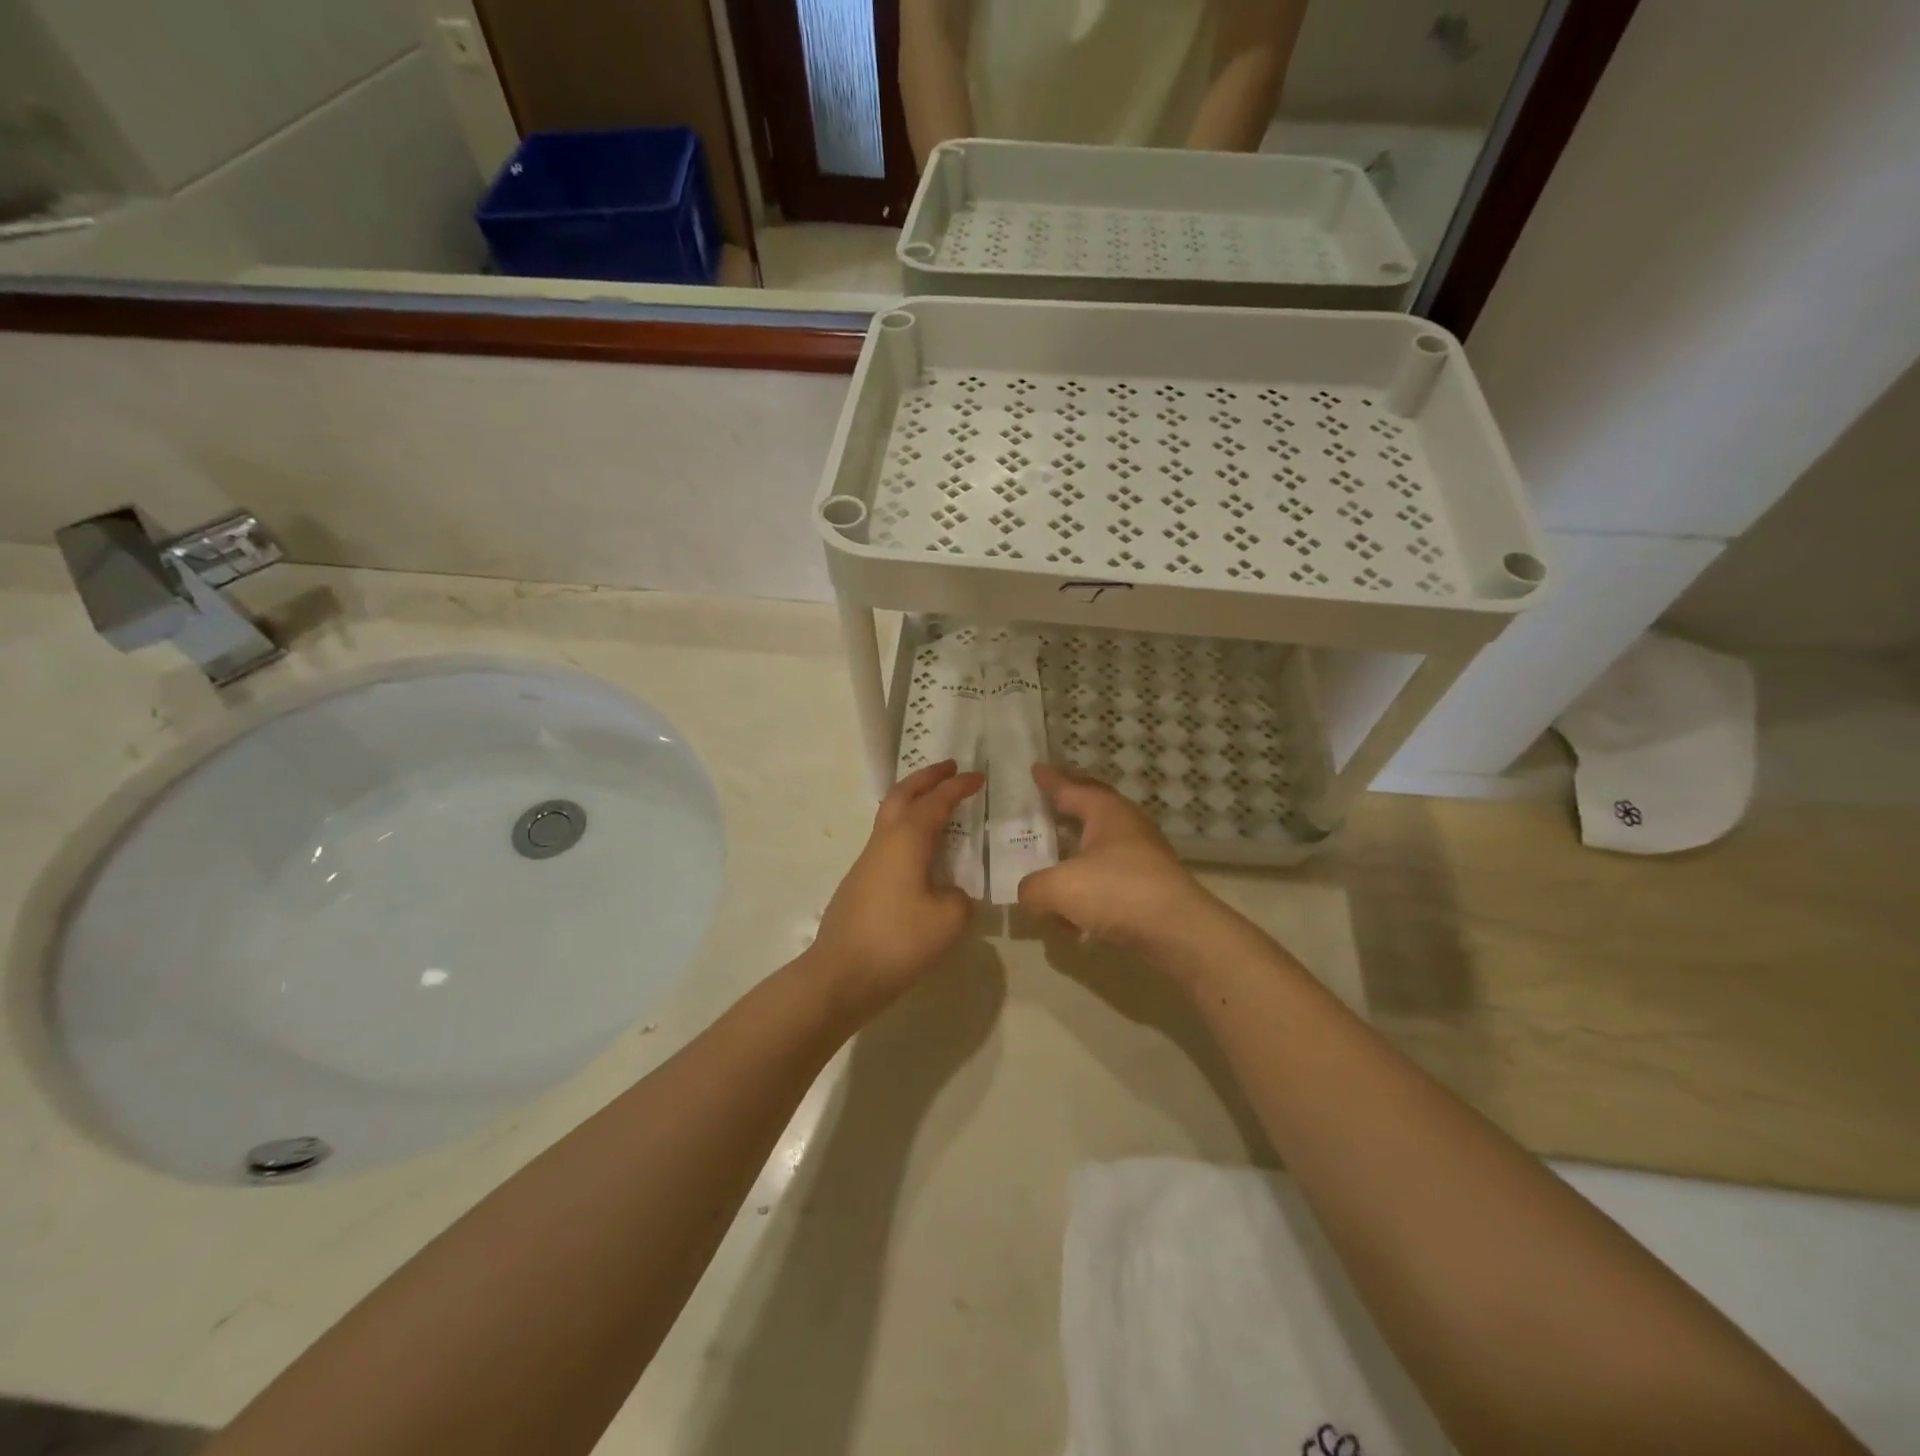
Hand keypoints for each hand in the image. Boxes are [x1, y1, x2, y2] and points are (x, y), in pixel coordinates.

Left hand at [806, 759, 983, 1017]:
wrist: (841, 975)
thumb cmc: (899, 940)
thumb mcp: (949, 919)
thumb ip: (960, 897)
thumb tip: (950, 892)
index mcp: (906, 839)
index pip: (936, 802)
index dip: (958, 787)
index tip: (979, 776)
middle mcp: (884, 842)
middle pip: (902, 795)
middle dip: (926, 778)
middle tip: (949, 768)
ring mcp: (867, 862)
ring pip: (890, 817)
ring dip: (913, 802)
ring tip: (936, 805)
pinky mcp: (860, 884)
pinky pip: (887, 842)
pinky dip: (907, 831)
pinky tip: (920, 853)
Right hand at [1017, 764, 1221, 954]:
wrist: (1179, 931)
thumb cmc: (1117, 892)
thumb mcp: (1059, 888)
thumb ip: (1033, 888)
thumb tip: (1029, 894)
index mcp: (1105, 812)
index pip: (1071, 788)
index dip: (1050, 780)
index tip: (1036, 768)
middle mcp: (1127, 826)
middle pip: (1092, 808)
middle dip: (1069, 805)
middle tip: (1048, 800)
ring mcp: (1143, 855)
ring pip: (1101, 845)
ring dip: (1077, 851)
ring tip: (1054, 859)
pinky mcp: (1150, 885)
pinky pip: (1109, 877)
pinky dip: (1089, 886)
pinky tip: (1074, 914)